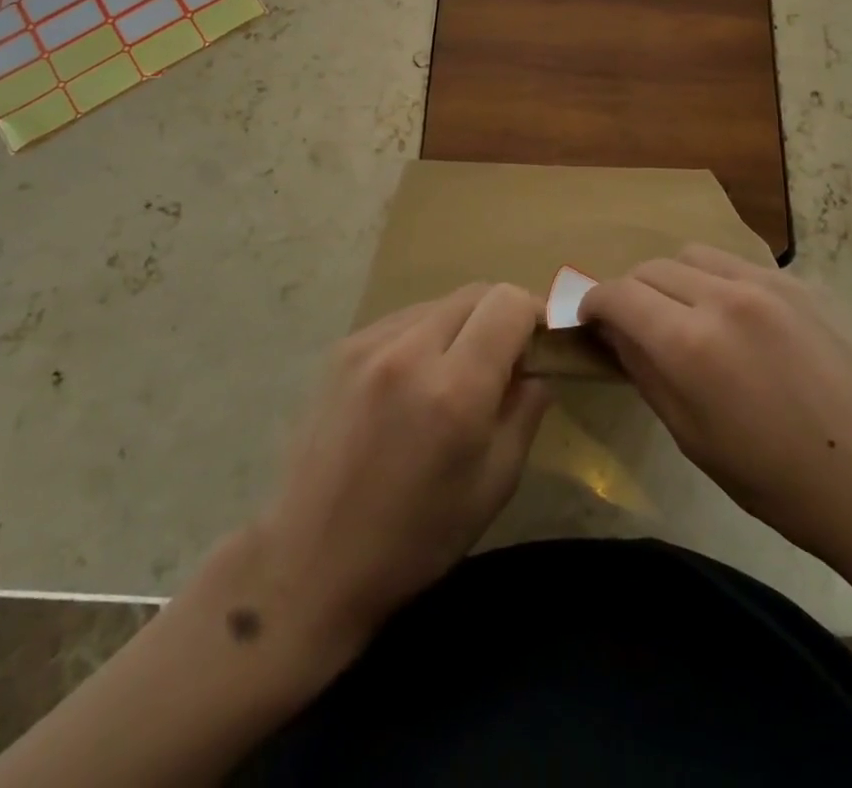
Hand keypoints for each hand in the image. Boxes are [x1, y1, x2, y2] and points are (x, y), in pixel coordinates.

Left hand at [254, 282, 548, 651]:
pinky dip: (425, 335)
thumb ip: (526, 410)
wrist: (311, 559)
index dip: (535, 314)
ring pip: (439, 303)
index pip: (508, 303)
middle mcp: (410, 350)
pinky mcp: (342, 348)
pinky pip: (403, 320)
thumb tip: (537, 366)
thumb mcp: (495, 483)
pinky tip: (415, 381)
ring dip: (462, 324)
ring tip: (456, 372)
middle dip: (501, 316)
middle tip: (506, 359)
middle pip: (475, 293)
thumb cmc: (415, 537)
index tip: (539, 345)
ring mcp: (369, 344)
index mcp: (455, 389)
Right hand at [581, 246, 851, 565]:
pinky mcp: (800, 282)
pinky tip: (737, 320)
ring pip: (693, 255)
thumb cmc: (780, 481)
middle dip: (631, 292)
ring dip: (672, 279)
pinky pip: (738, 264)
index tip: (589, 320)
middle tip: (635, 326)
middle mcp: (723, 297)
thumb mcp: (693, 438)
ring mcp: (767, 282)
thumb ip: (646, 373)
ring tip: (685, 315)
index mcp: (691, 344)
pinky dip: (717, 281)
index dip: (592, 303)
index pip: (617, 295)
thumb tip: (614, 334)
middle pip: (651, 267)